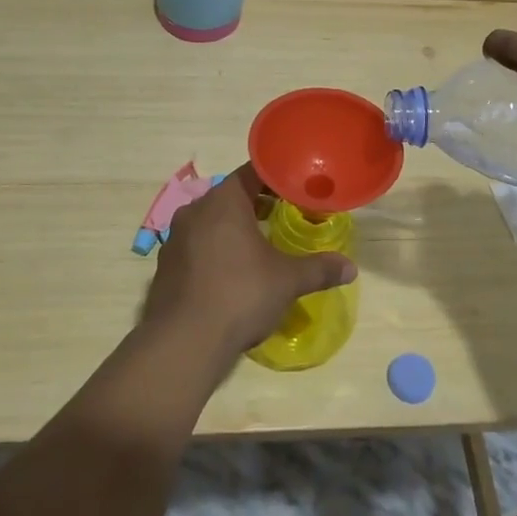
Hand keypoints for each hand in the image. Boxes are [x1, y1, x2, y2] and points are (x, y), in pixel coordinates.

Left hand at [143, 165, 356, 368]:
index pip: (252, 173)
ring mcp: (175, 238)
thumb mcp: (287, 281)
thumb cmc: (240, 295)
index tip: (297, 191)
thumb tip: (351, 268)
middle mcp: (195, 210)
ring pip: (211, 222)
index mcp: (224, 201)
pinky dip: (215, 251)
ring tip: (260, 246)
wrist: (183, 342)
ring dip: (234, 229)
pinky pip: (197, 246)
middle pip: (231, 196)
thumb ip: (319, 269)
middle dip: (257, 205)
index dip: (277, 179)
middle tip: (285, 217)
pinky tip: (231, 274)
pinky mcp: (165, 266)